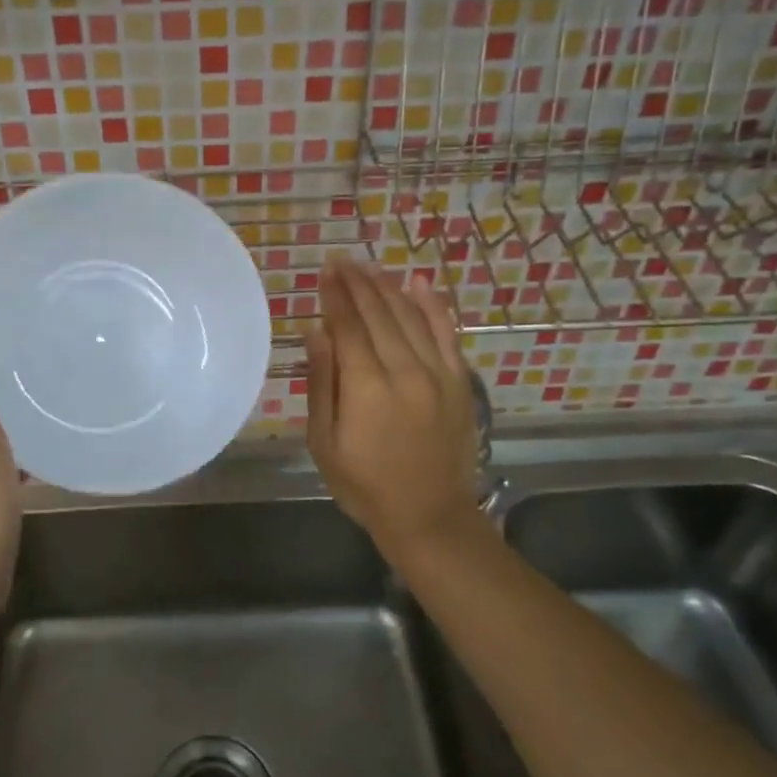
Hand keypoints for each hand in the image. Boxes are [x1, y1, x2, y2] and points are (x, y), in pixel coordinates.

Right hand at [304, 259, 479, 556]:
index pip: (347, 326)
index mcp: (367, 388)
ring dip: (387, 287)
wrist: (430, 516)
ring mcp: (437, 374)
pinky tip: (418, 282)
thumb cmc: (365, 485)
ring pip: (410, 316)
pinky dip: (432, 305)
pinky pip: (447, 333)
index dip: (334, 295)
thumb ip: (322, 384)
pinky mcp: (459, 382)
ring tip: (368, 266)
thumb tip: (317, 332)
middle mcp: (404, 371)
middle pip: (378, 314)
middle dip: (357, 283)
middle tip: (341, 259)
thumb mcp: (325, 442)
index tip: (324, 270)